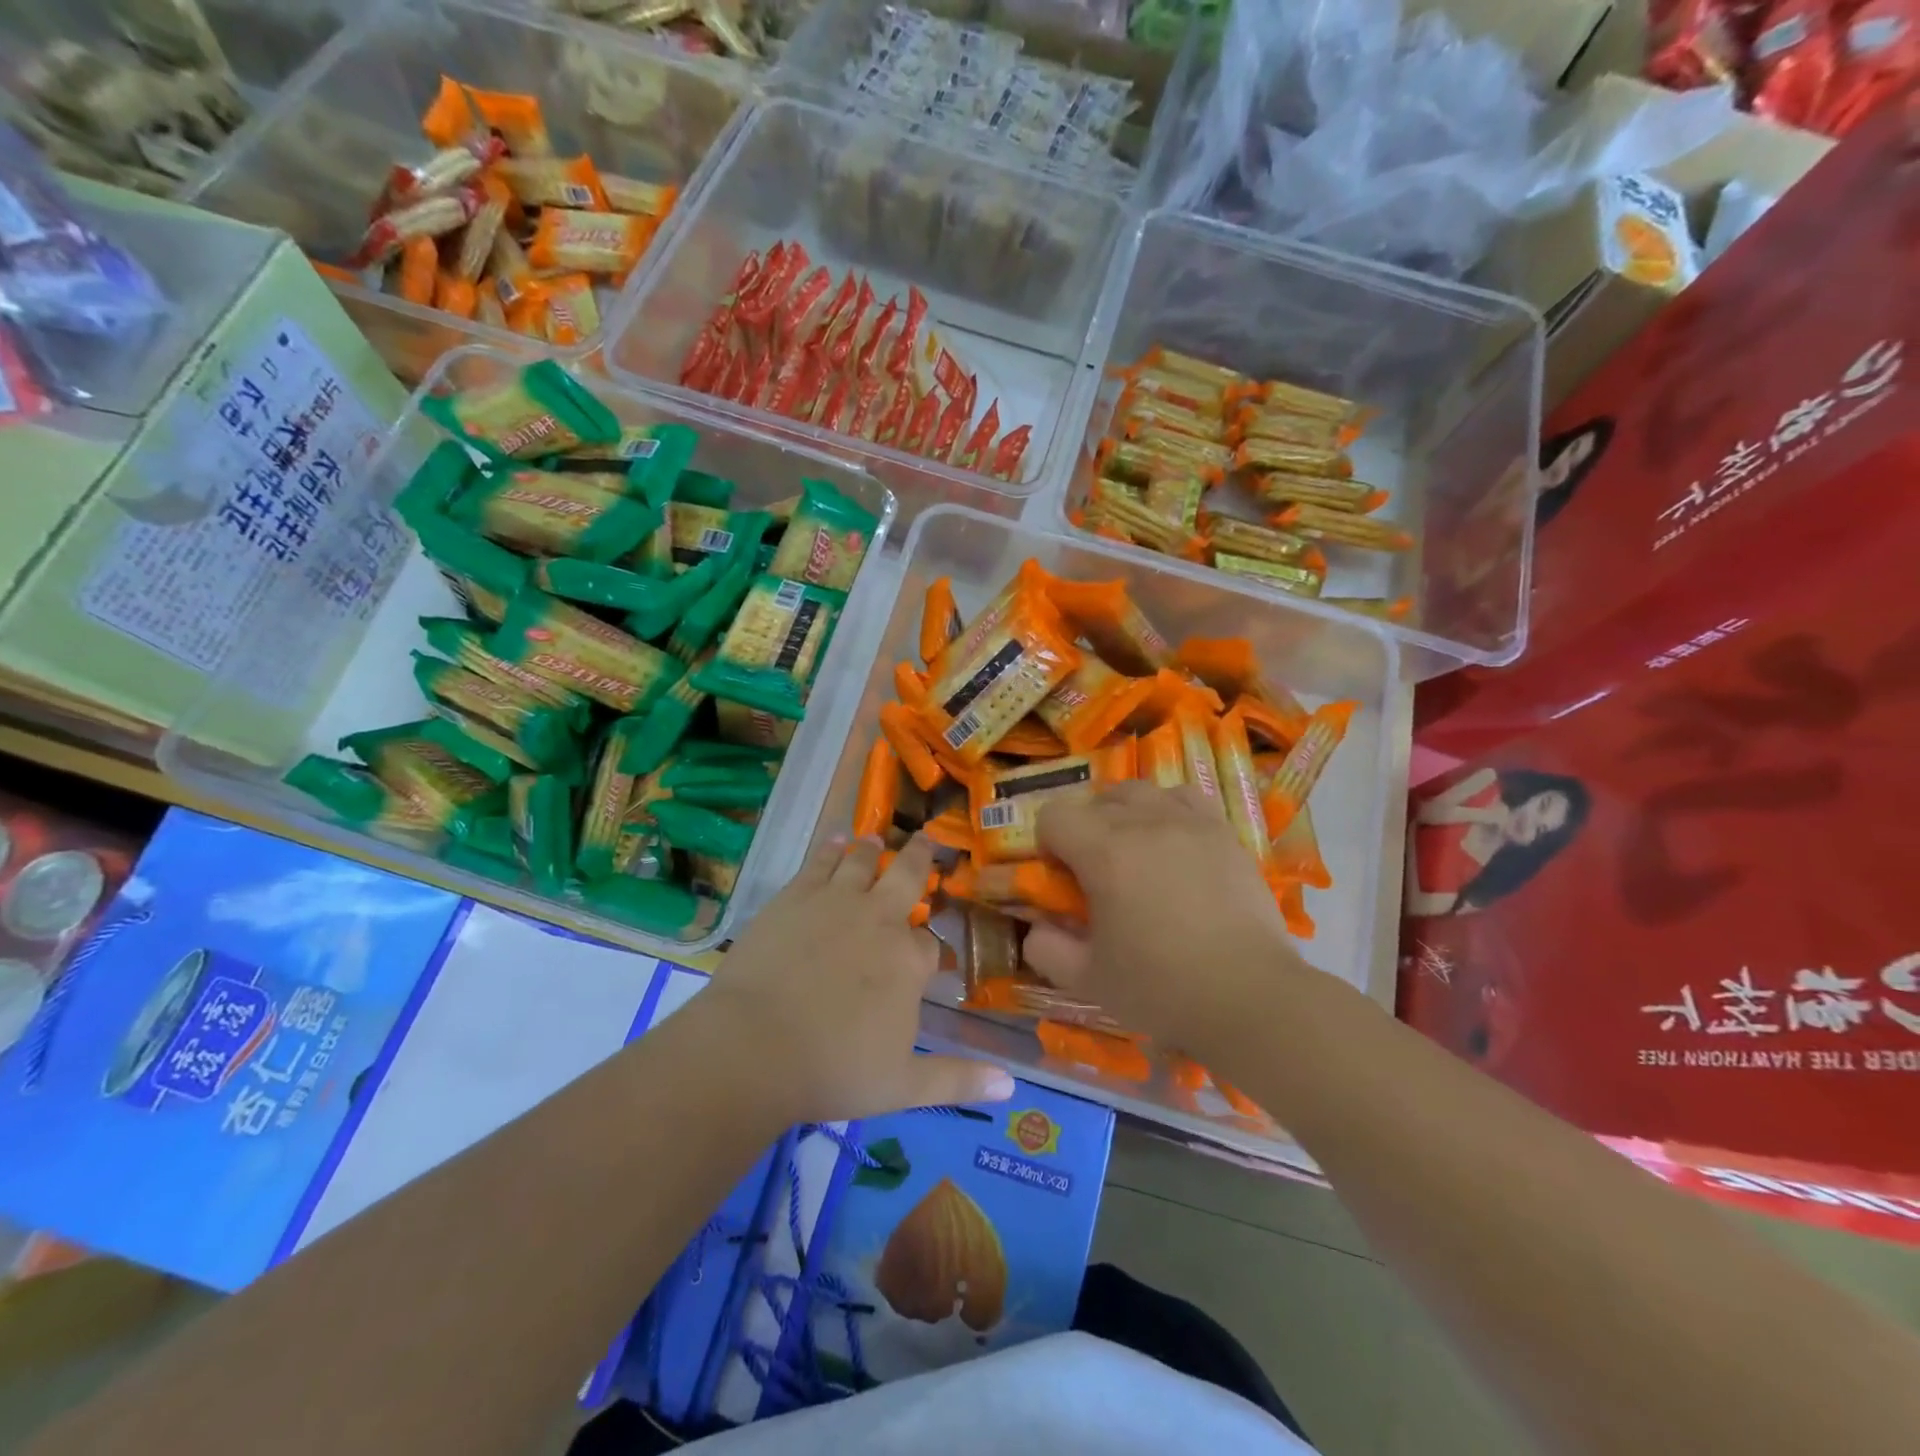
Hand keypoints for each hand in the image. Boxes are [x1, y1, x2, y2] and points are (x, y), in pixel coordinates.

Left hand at [699, 834, 1014, 1123]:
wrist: (754, 1047)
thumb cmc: (832, 1070)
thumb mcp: (902, 1087)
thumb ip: (957, 1080)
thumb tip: (1010, 1087)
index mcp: (908, 961)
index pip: (930, 943)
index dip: (930, 948)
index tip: (929, 955)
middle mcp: (879, 919)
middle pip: (907, 877)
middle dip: (921, 859)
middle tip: (927, 840)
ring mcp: (836, 901)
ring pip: (862, 861)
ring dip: (873, 849)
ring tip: (876, 838)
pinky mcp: (795, 896)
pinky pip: (819, 862)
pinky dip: (830, 849)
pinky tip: (834, 841)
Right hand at [1025, 784, 1313, 1055]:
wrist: (1249, 996)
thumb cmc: (1162, 988)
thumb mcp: (1088, 979)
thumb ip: (1047, 949)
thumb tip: (1036, 926)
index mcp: (1105, 853)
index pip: (1054, 814)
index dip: (1048, 843)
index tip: (1062, 878)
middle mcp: (1145, 822)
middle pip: (1096, 799)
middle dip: (1085, 829)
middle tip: (1097, 873)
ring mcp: (1190, 823)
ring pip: (1140, 791)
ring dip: (1125, 813)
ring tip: (1136, 852)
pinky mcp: (1224, 833)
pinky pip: (1184, 798)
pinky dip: (1168, 811)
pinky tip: (1174, 845)